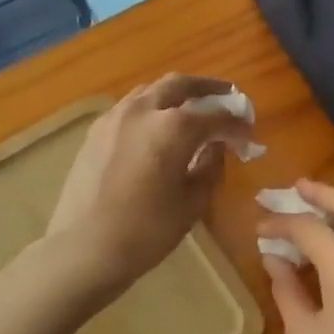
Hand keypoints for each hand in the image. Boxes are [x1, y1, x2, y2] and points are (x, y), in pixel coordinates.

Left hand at [46, 75, 254, 295]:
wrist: (84, 249)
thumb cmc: (147, 230)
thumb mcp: (192, 202)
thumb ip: (211, 166)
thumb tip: (217, 147)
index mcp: (174, 127)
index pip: (217, 116)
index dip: (237, 125)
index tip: (249, 135)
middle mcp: (143, 110)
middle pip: (180, 85)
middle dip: (208, 89)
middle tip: (227, 97)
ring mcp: (115, 118)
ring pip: (151, 91)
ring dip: (177, 94)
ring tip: (193, 108)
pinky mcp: (95, 132)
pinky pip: (131, 107)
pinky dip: (152, 108)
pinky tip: (157, 127)